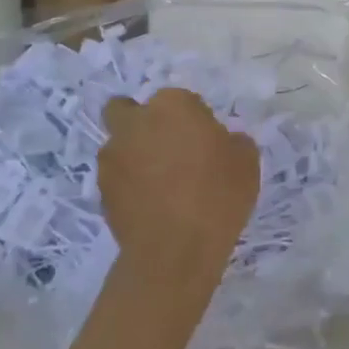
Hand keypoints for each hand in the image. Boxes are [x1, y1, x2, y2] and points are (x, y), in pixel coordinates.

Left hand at [98, 89, 260, 309]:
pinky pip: (117, 177)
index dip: (193, 118)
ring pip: (119, 144)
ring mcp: (113, 157)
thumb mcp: (246, 161)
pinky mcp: (101, 190)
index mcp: (172, 105)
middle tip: (167, 147)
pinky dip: (129, 184)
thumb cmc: (218, 195)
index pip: (179, 99)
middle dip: (142, 122)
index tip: (205, 140)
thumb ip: (232, 141)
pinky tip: (151, 204)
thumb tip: (222, 143)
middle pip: (128, 109)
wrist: (176, 249)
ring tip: (160, 183)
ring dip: (134, 154)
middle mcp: (136, 123)